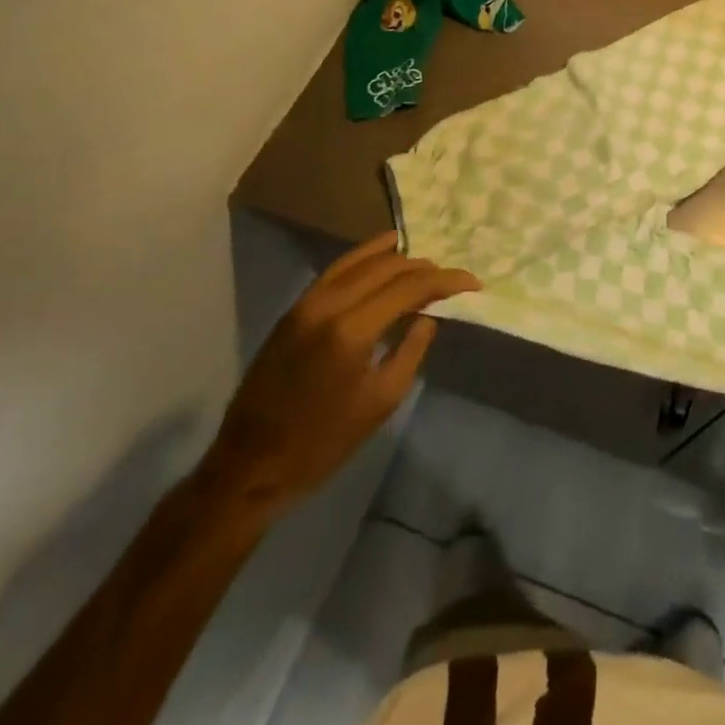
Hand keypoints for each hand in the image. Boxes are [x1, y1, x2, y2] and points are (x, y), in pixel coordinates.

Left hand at [201, 232, 479, 514]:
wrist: (251, 466)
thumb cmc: (323, 442)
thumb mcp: (382, 401)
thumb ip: (412, 349)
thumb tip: (429, 315)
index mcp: (351, 330)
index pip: (410, 287)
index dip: (446, 280)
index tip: (473, 283)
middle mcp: (328, 304)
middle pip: (387, 266)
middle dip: (425, 267)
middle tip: (450, 279)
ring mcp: (306, 303)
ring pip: (360, 260)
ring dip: (396, 258)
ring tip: (424, 264)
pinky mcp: (294, 309)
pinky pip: (337, 270)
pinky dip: (365, 260)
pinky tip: (383, 261)